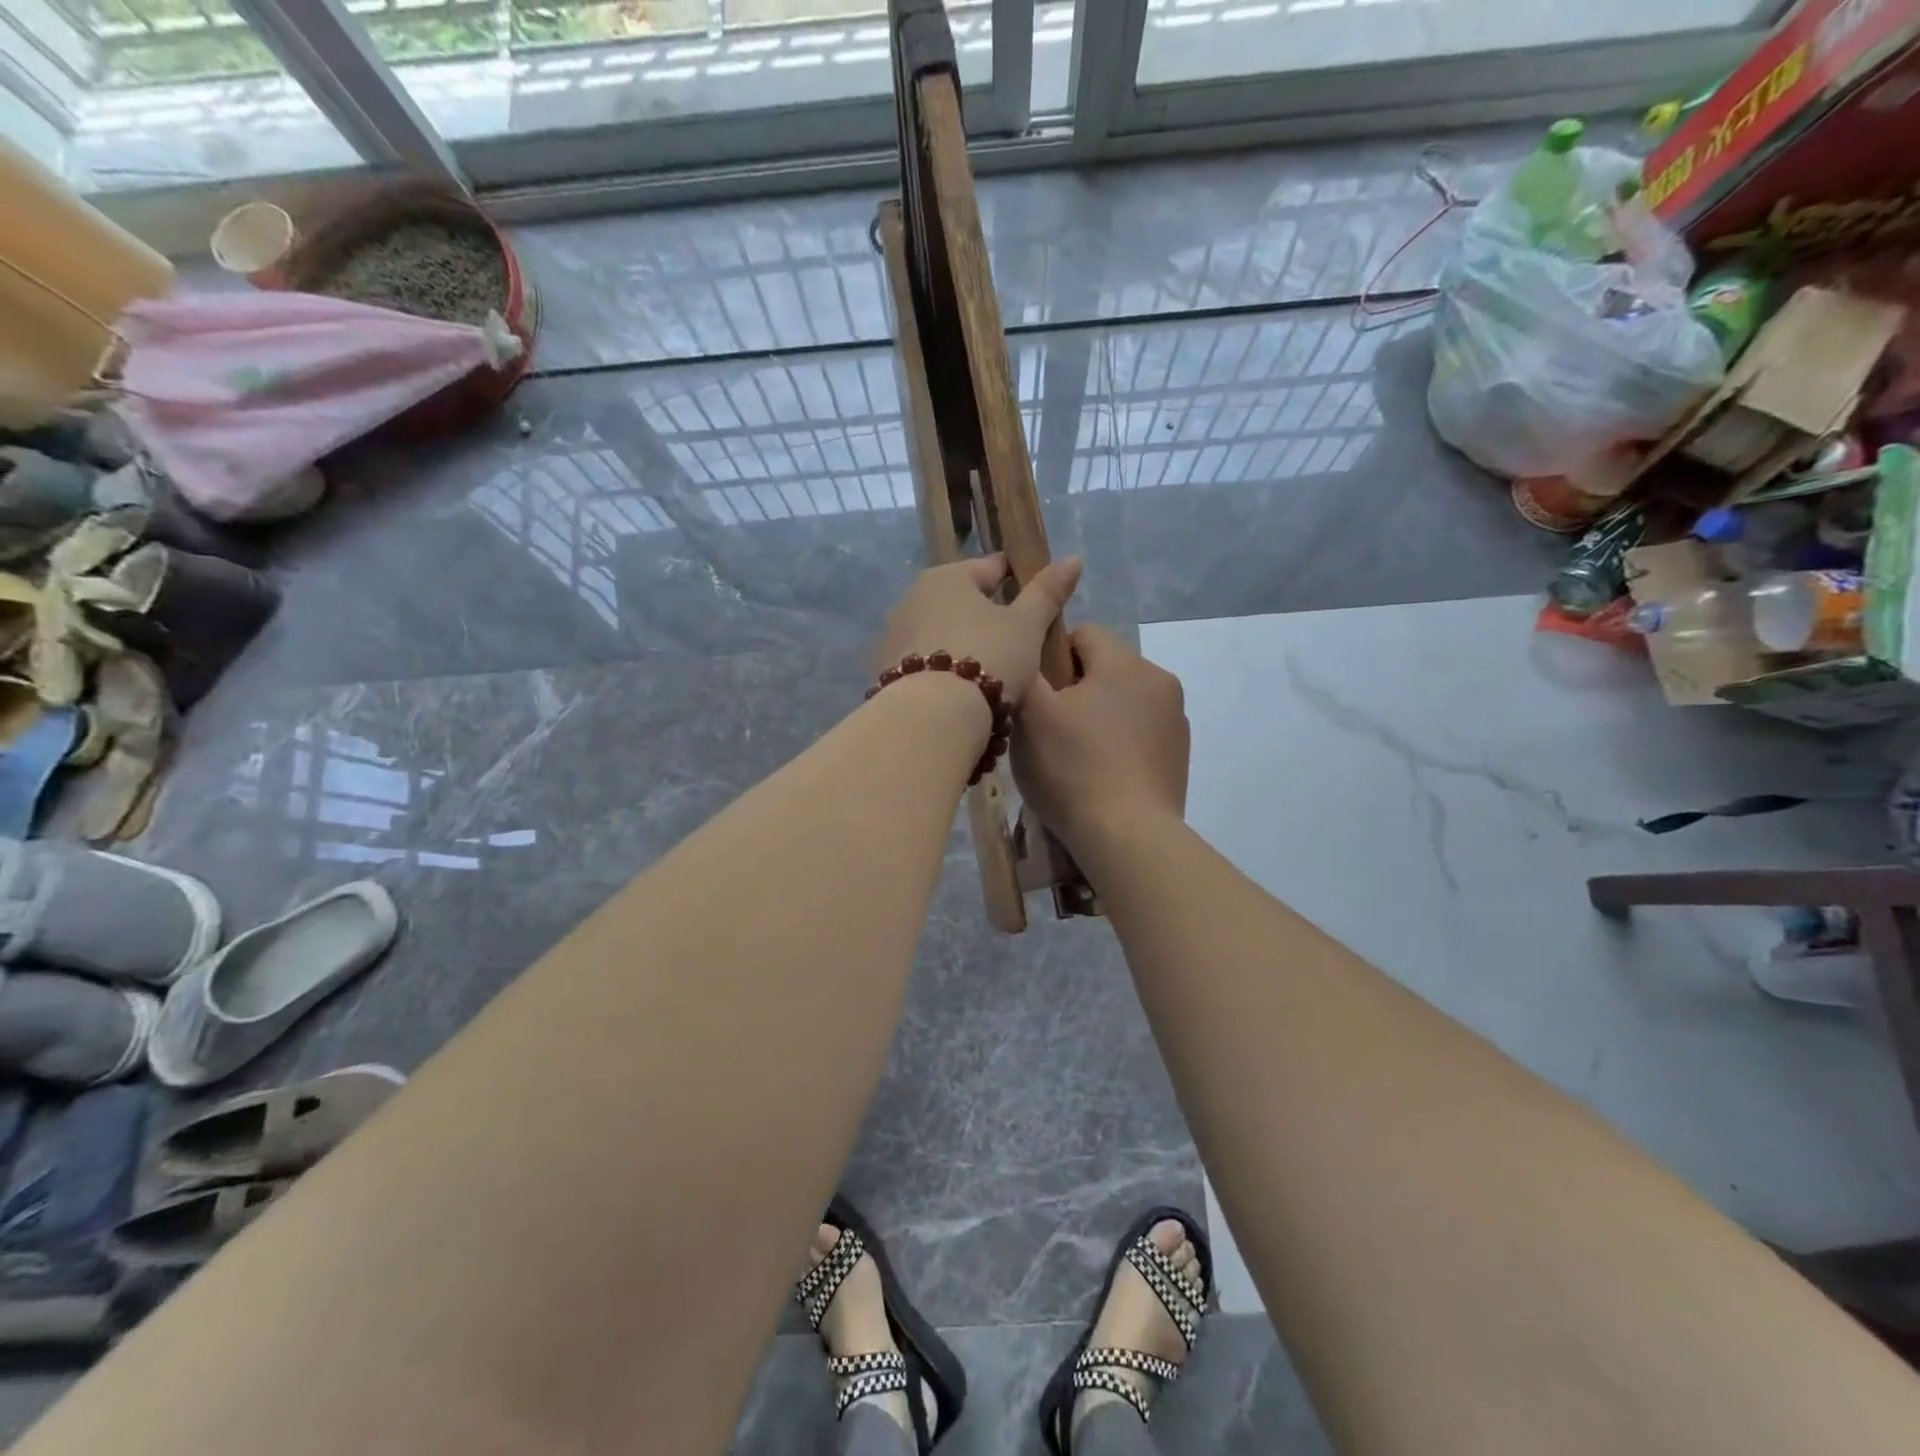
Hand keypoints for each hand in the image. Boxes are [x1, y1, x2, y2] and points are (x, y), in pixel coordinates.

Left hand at [875, 555, 1082, 707]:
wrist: (931, 718)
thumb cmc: (988, 659)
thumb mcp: (1026, 626)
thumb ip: (1047, 593)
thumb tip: (1073, 559)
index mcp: (947, 577)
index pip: (990, 567)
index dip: (1015, 579)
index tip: (1033, 597)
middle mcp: (912, 598)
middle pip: (959, 600)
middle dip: (984, 615)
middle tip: (1013, 640)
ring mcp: (893, 635)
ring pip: (939, 632)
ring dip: (960, 643)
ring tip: (987, 670)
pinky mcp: (883, 670)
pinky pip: (923, 662)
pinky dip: (940, 670)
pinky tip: (957, 690)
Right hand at [1013, 624, 1188, 855]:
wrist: (1127, 836)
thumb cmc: (1073, 768)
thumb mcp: (1030, 715)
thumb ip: (1027, 670)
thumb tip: (1030, 651)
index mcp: (1125, 662)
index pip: (1083, 633)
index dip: (1052, 658)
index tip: (1039, 697)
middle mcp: (1159, 679)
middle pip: (1105, 667)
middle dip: (1077, 689)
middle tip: (1052, 730)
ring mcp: (1176, 718)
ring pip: (1124, 699)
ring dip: (1100, 715)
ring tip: (1076, 756)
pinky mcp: (1180, 753)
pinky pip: (1141, 730)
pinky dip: (1121, 742)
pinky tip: (1103, 774)